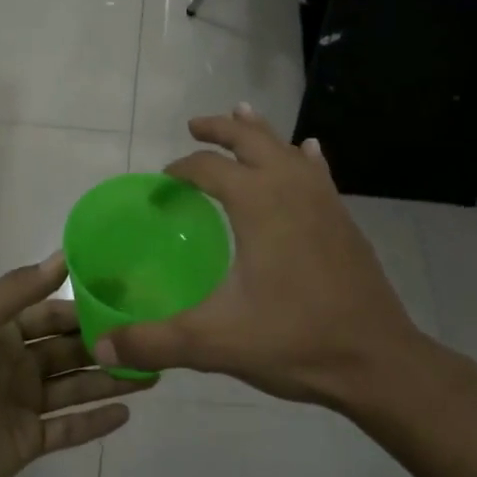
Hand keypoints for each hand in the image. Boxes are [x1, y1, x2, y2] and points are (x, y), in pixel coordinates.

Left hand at [0, 254, 146, 476]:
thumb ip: (16, 291)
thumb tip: (62, 256)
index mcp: (1, 332)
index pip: (50, 312)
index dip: (83, 304)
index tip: (123, 295)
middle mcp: (16, 364)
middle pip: (68, 348)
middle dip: (104, 341)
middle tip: (149, 334)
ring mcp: (24, 404)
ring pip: (76, 386)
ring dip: (110, 379)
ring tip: (153, 372)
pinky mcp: (30, 442)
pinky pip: (70, 429)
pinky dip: (96, 421)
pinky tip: (128, 412)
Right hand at [92, 106, 460, 409]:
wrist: (377, 360)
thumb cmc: (295, 340)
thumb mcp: (214, 342)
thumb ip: (154, 342)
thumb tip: (99, 347)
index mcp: (258, 202)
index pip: (208, 168)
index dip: (181, 169)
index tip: (163, 183)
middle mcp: (291, 187)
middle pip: (250, 140)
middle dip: (220, 128)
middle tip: (194, 126)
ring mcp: (323, 200)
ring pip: (286, 148)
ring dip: (259, 132)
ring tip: (241, 115)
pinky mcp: (343, 219)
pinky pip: (317, 171)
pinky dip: (303, 156)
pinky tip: (308, 151)